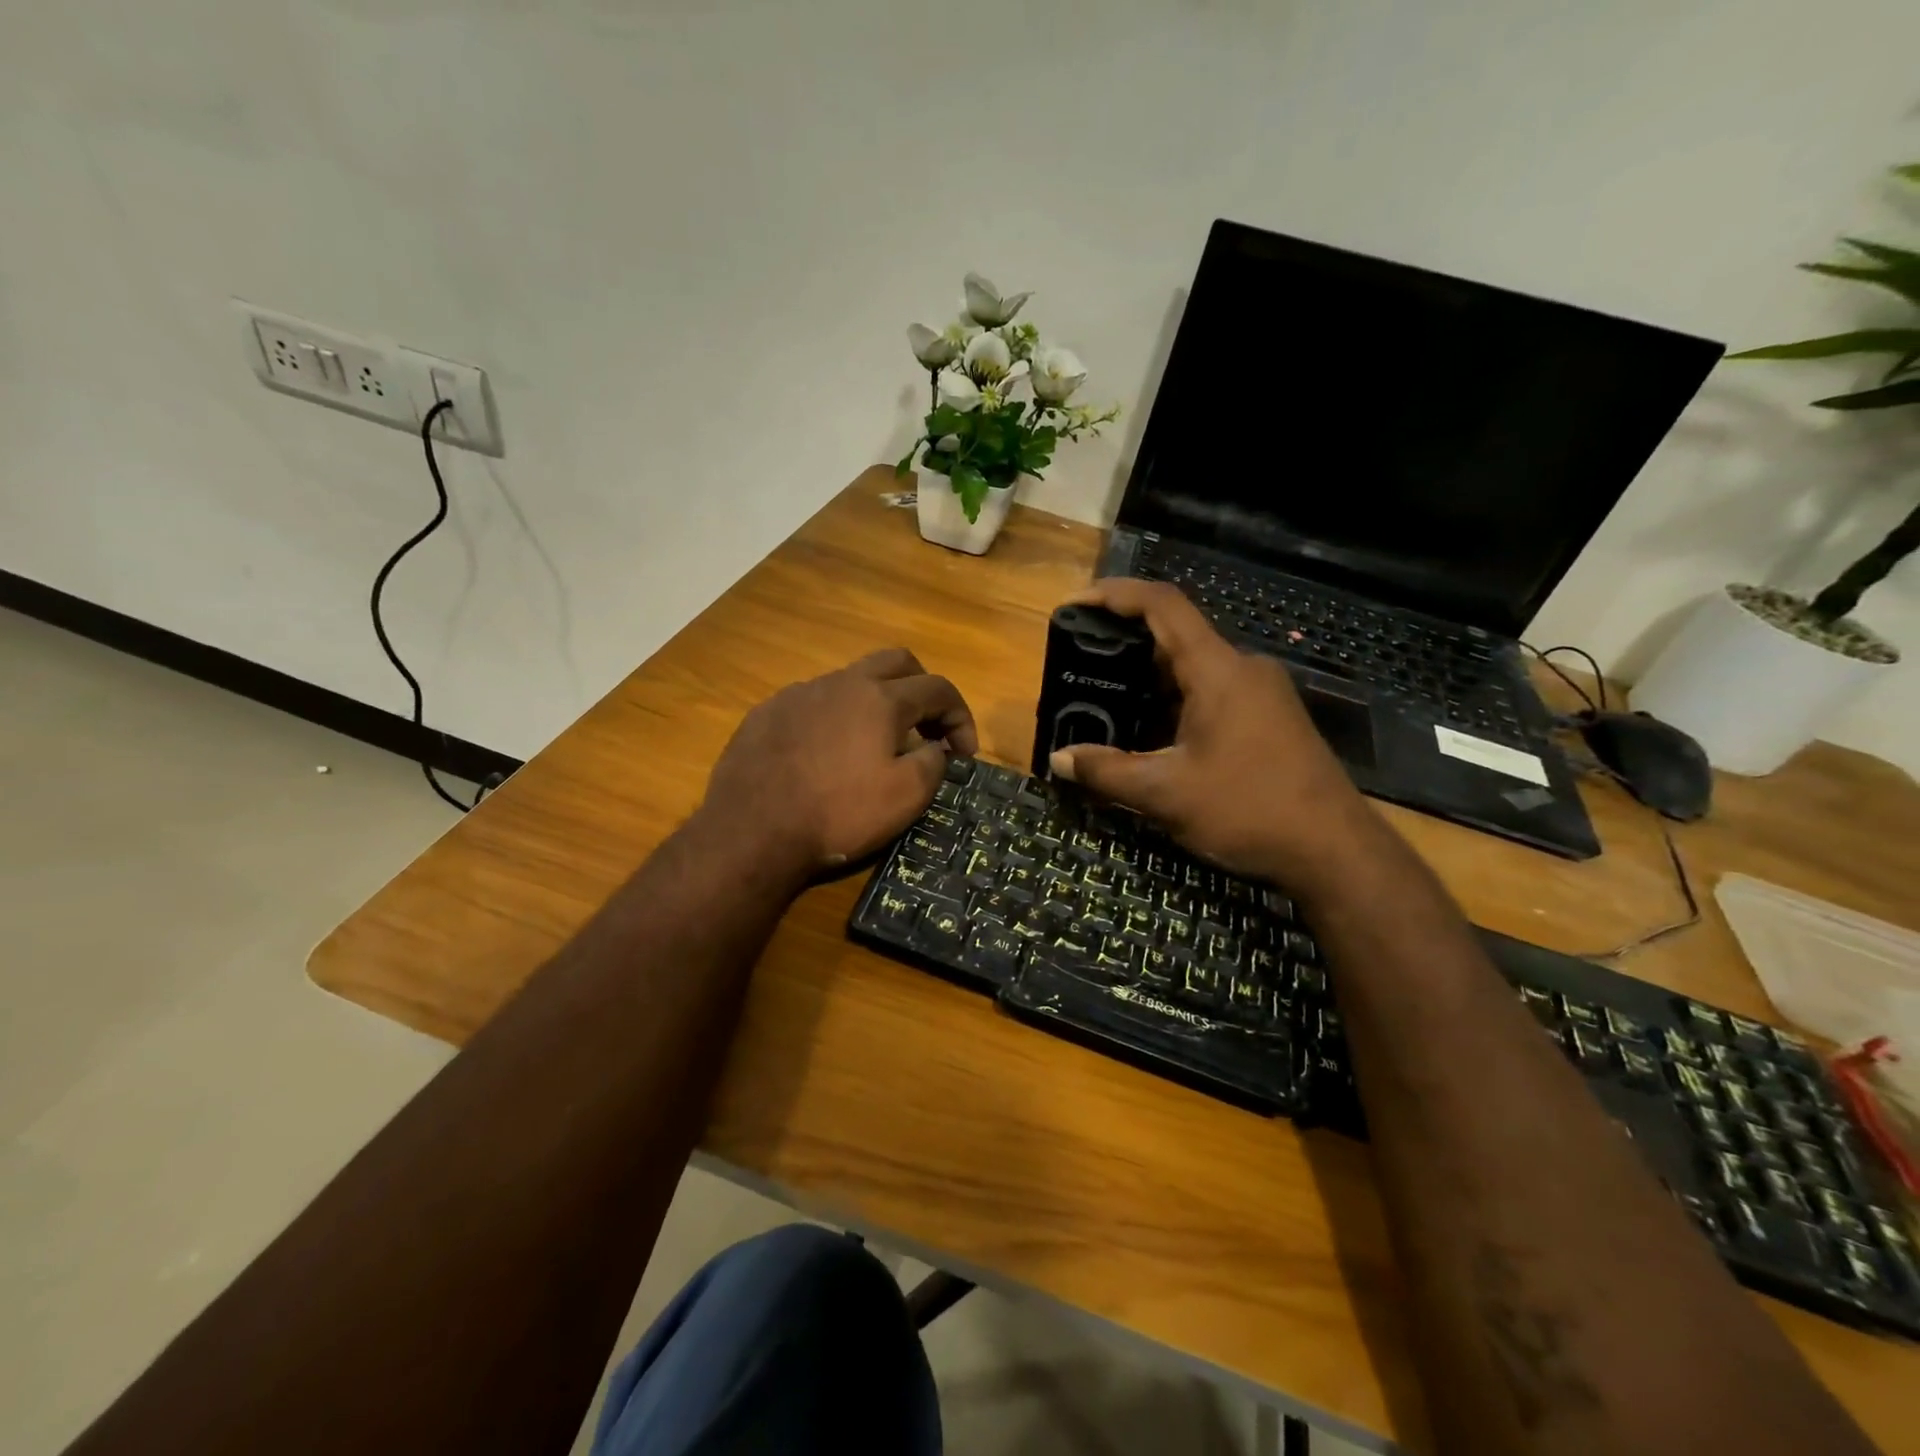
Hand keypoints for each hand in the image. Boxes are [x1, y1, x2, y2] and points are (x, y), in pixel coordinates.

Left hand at [700, 648, 977, 874]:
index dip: (961, 717)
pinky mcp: (766, 713)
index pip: (938, 688)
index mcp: (880, 698)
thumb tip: (934, 748)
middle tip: (928, 728)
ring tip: (874, 746)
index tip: (964, 754)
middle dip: (922, 689)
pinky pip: (813, 702)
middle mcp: (840, 683)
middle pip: (896, 662)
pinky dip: (834, 719)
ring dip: (875, 704)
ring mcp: (798, 694)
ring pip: (850, 681)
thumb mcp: (906, 796)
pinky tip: (825, 755)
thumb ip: (933, 762)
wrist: (752, 832)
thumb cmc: (839, 814)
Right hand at [1048, 579, 1378, 889]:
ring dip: (1148, 681)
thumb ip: (1107, 771)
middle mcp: (1243, 669)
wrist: (1335, 851)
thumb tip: (1058, 759)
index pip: (1163, 605)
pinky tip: (1150, 735)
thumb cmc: (1249, 810)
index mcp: (1218, 670)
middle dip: (1124, 646)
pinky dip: (1174, 703)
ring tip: (1105, 702)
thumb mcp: (1166, 794)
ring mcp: (1261, 694)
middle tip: (1081, 665)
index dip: (1116, 595)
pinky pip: (1212, 694)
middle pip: (1176, 636)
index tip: (1076, 603)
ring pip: (1194, 669)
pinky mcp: (1270, 719)